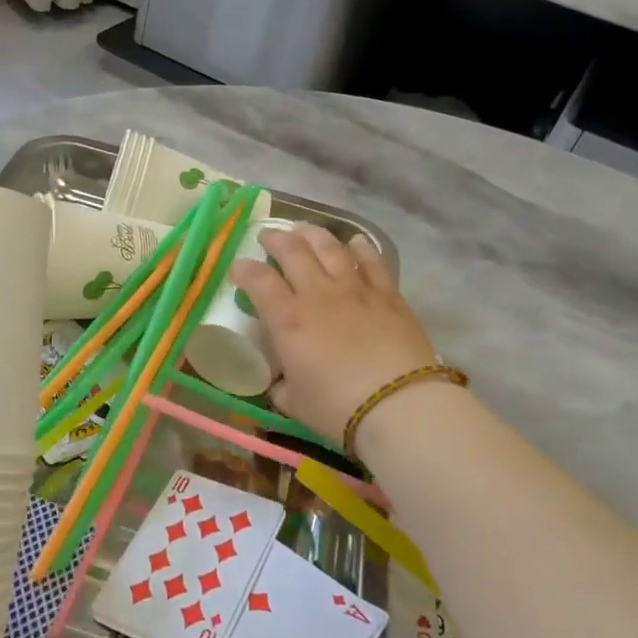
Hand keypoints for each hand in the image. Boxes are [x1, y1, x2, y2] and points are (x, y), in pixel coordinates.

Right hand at [230, 224, 439, 442]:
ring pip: (330, 247)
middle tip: (268, 237)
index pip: (258, 280)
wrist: (399, 405)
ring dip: (313, 234)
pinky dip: (360, 248)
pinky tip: (355, 242)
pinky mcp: (388, 295)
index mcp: (288, 319)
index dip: (243, 270)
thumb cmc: (337, 408)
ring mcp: (355, 290)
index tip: (238, 269)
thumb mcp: (294, 402)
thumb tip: (282, 381)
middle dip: (276, 239)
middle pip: (293, 251)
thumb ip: (283, 385)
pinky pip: (372, 261)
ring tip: (304, 230)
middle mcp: (318, 294)